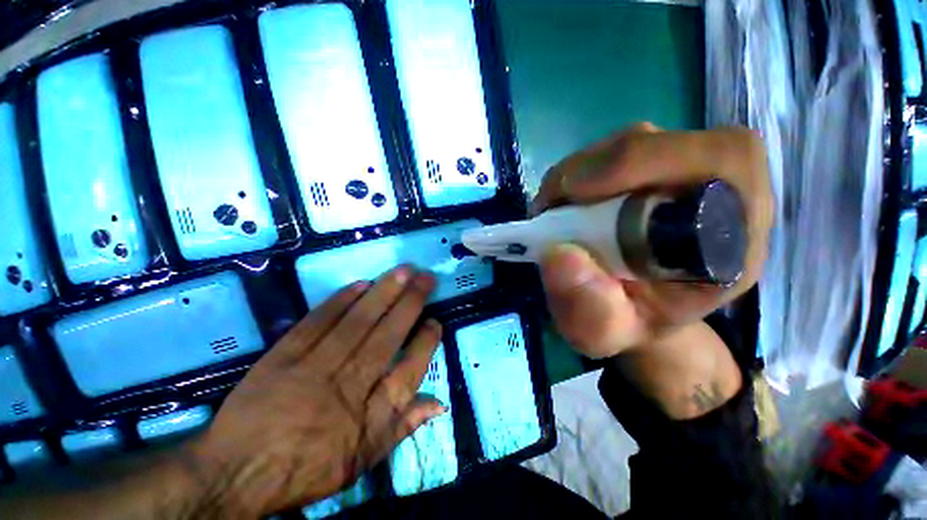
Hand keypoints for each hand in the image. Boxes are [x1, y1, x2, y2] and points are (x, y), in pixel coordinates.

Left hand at [184, 266, 444, 516]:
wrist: (236, 474)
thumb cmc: (307, 470)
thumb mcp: (362, 461)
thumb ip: (403, 428)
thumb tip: (439, 403)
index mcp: (369, 417)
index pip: (409, 371)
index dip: (425, 343)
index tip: (435, 321)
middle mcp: (347, 385)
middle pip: (386, 336)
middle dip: (410, 303)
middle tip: (426, 278)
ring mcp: (313, 367)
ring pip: (357, 323)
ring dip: (383, 293)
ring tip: (404, 271)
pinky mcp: (283, 356)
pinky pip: (316, 323)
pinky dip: (340, 302)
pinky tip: (360, 284)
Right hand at [534, 123, 772, 358]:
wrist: (629, 309)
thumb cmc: (626, 323)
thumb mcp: (603, 332)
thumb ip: (587, 307)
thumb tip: (558, 255)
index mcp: (733, 236)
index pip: (721, 161)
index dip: (648, 163)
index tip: (576, 197)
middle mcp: (716, 193)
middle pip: (666, 141)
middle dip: (597, 168)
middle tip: (553, 202)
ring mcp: (680, 174)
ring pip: (631, 141)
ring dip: (579, 172)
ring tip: (553, 209)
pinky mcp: (647, 170)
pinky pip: (610, 153)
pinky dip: (575, 174)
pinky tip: (562, 204)